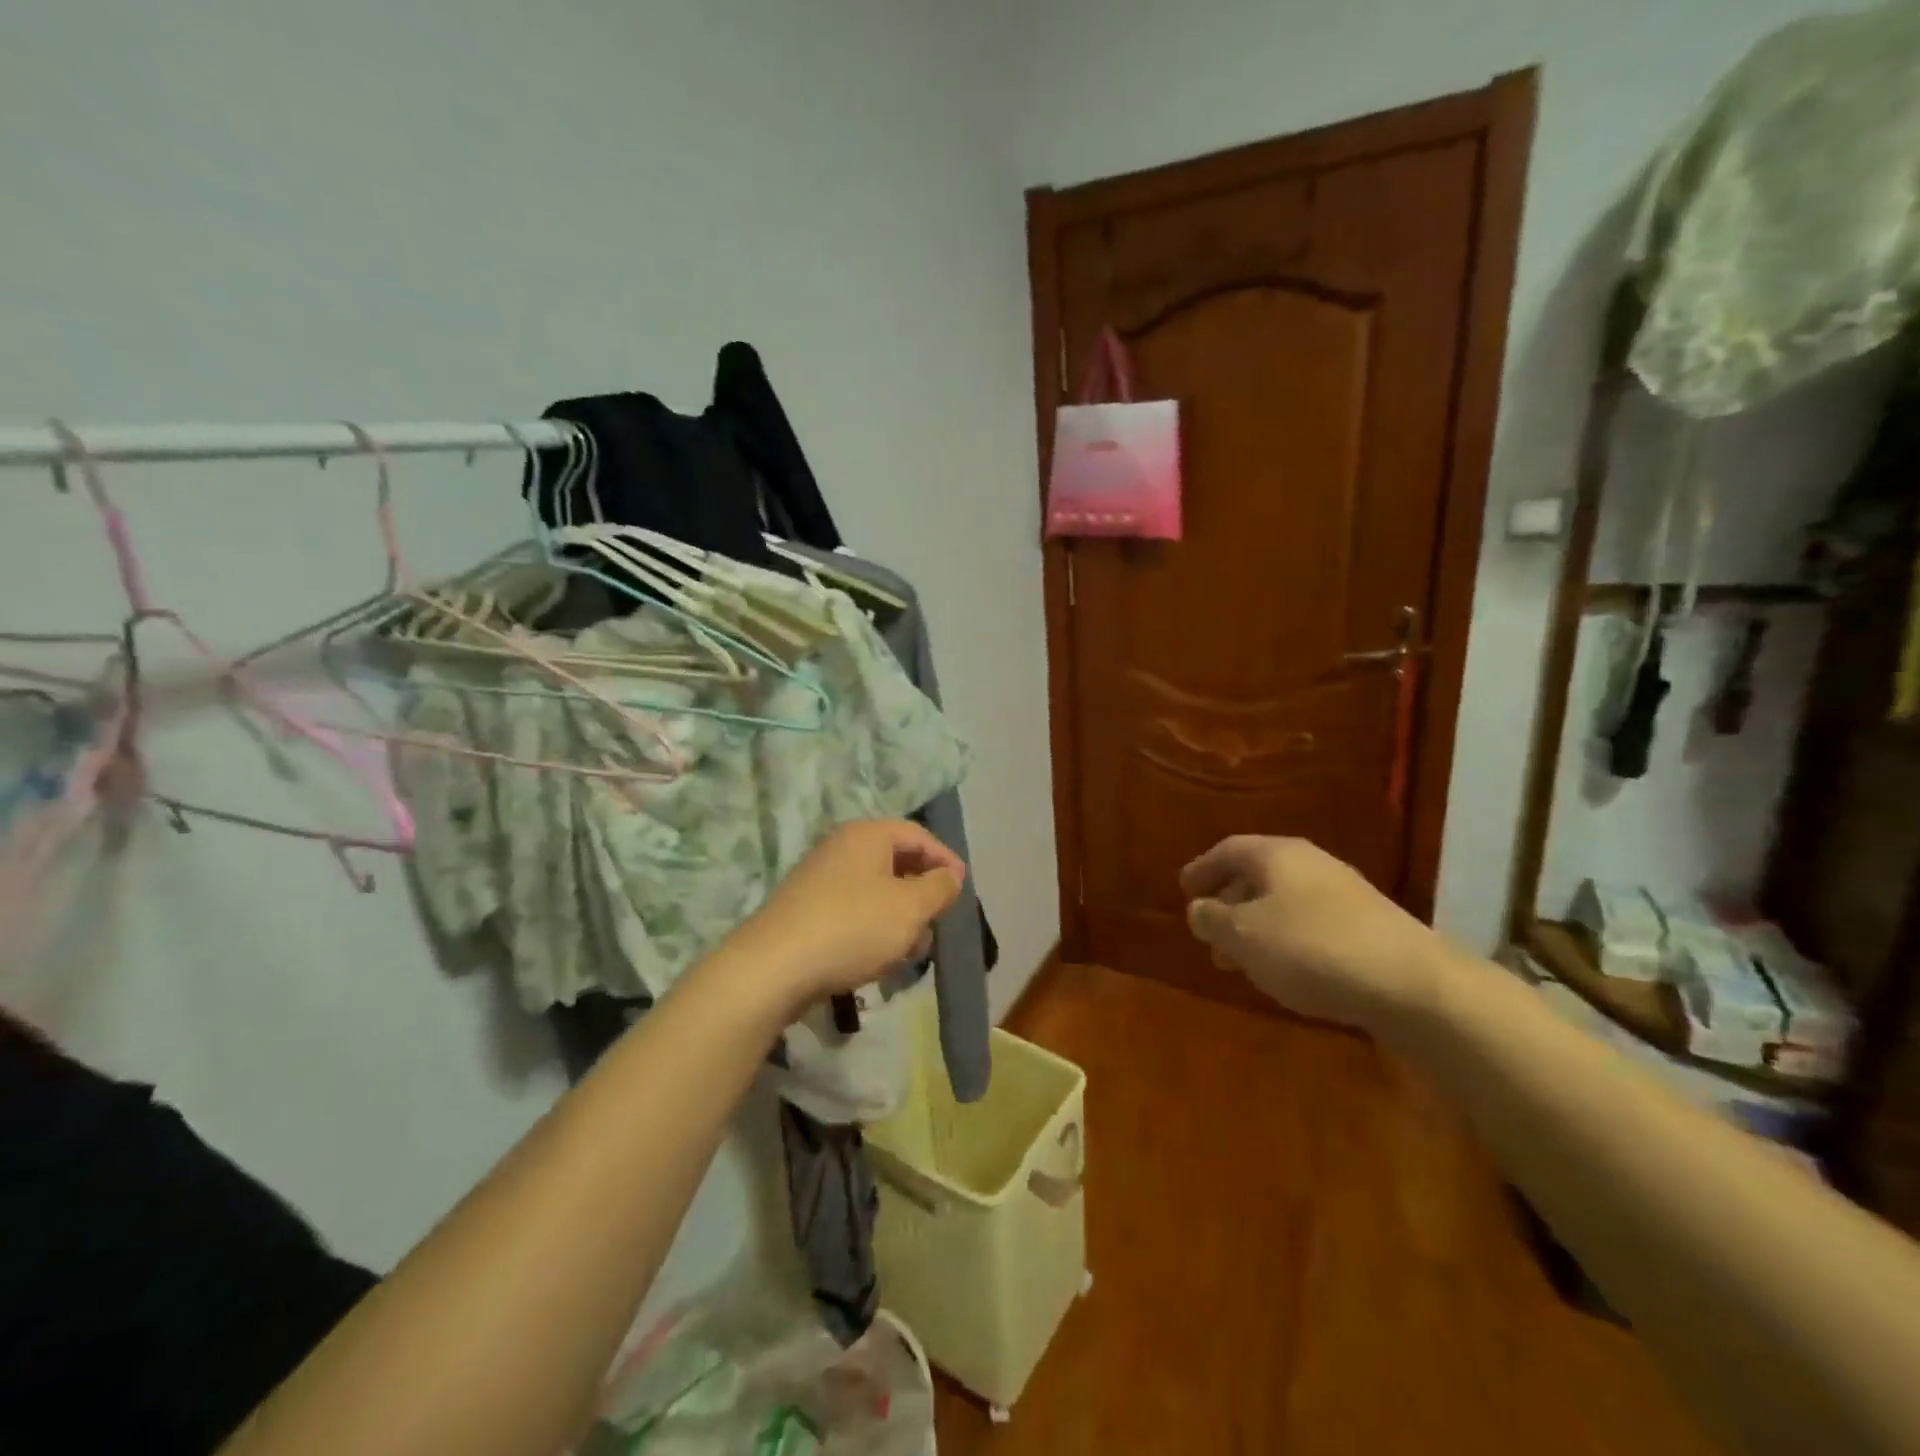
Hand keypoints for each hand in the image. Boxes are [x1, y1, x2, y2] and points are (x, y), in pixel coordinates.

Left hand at [729, 820, 964, 1012]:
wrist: (773, 968)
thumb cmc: (852, 928)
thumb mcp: (910, 907)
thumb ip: (939, 888)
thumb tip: (950, 875)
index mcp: (867, 835)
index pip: (918, 835)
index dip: (945, 860)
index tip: (962, 890)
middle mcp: (841, 848)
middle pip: (896, 862)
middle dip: (922, 895)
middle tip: (937, 924)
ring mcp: (820, 880)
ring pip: (875, 892)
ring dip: (899, 918)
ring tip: (910, 952)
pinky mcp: (807, 911)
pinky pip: (853, 912)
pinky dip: (873, 931)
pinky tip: (878, 962)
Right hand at [1180, 835, 1443, 1031]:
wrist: (1411, 983)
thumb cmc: (1311, 948)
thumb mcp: (1244, 935)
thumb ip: (1212, 919)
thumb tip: (1198, 908)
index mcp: (1276, 855)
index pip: (1228, 850)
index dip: (1202, 869)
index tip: (1184, 890)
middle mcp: (1310, 864)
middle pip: (1258, 875)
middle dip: (1229, 903)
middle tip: (1208, 933)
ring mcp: (1344, 893)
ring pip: (1284, 902)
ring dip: (1257, 926)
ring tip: (1241, 961)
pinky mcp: (1369, 926)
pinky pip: (1311, 924)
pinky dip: (1287, 940)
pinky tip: (1286, 971)